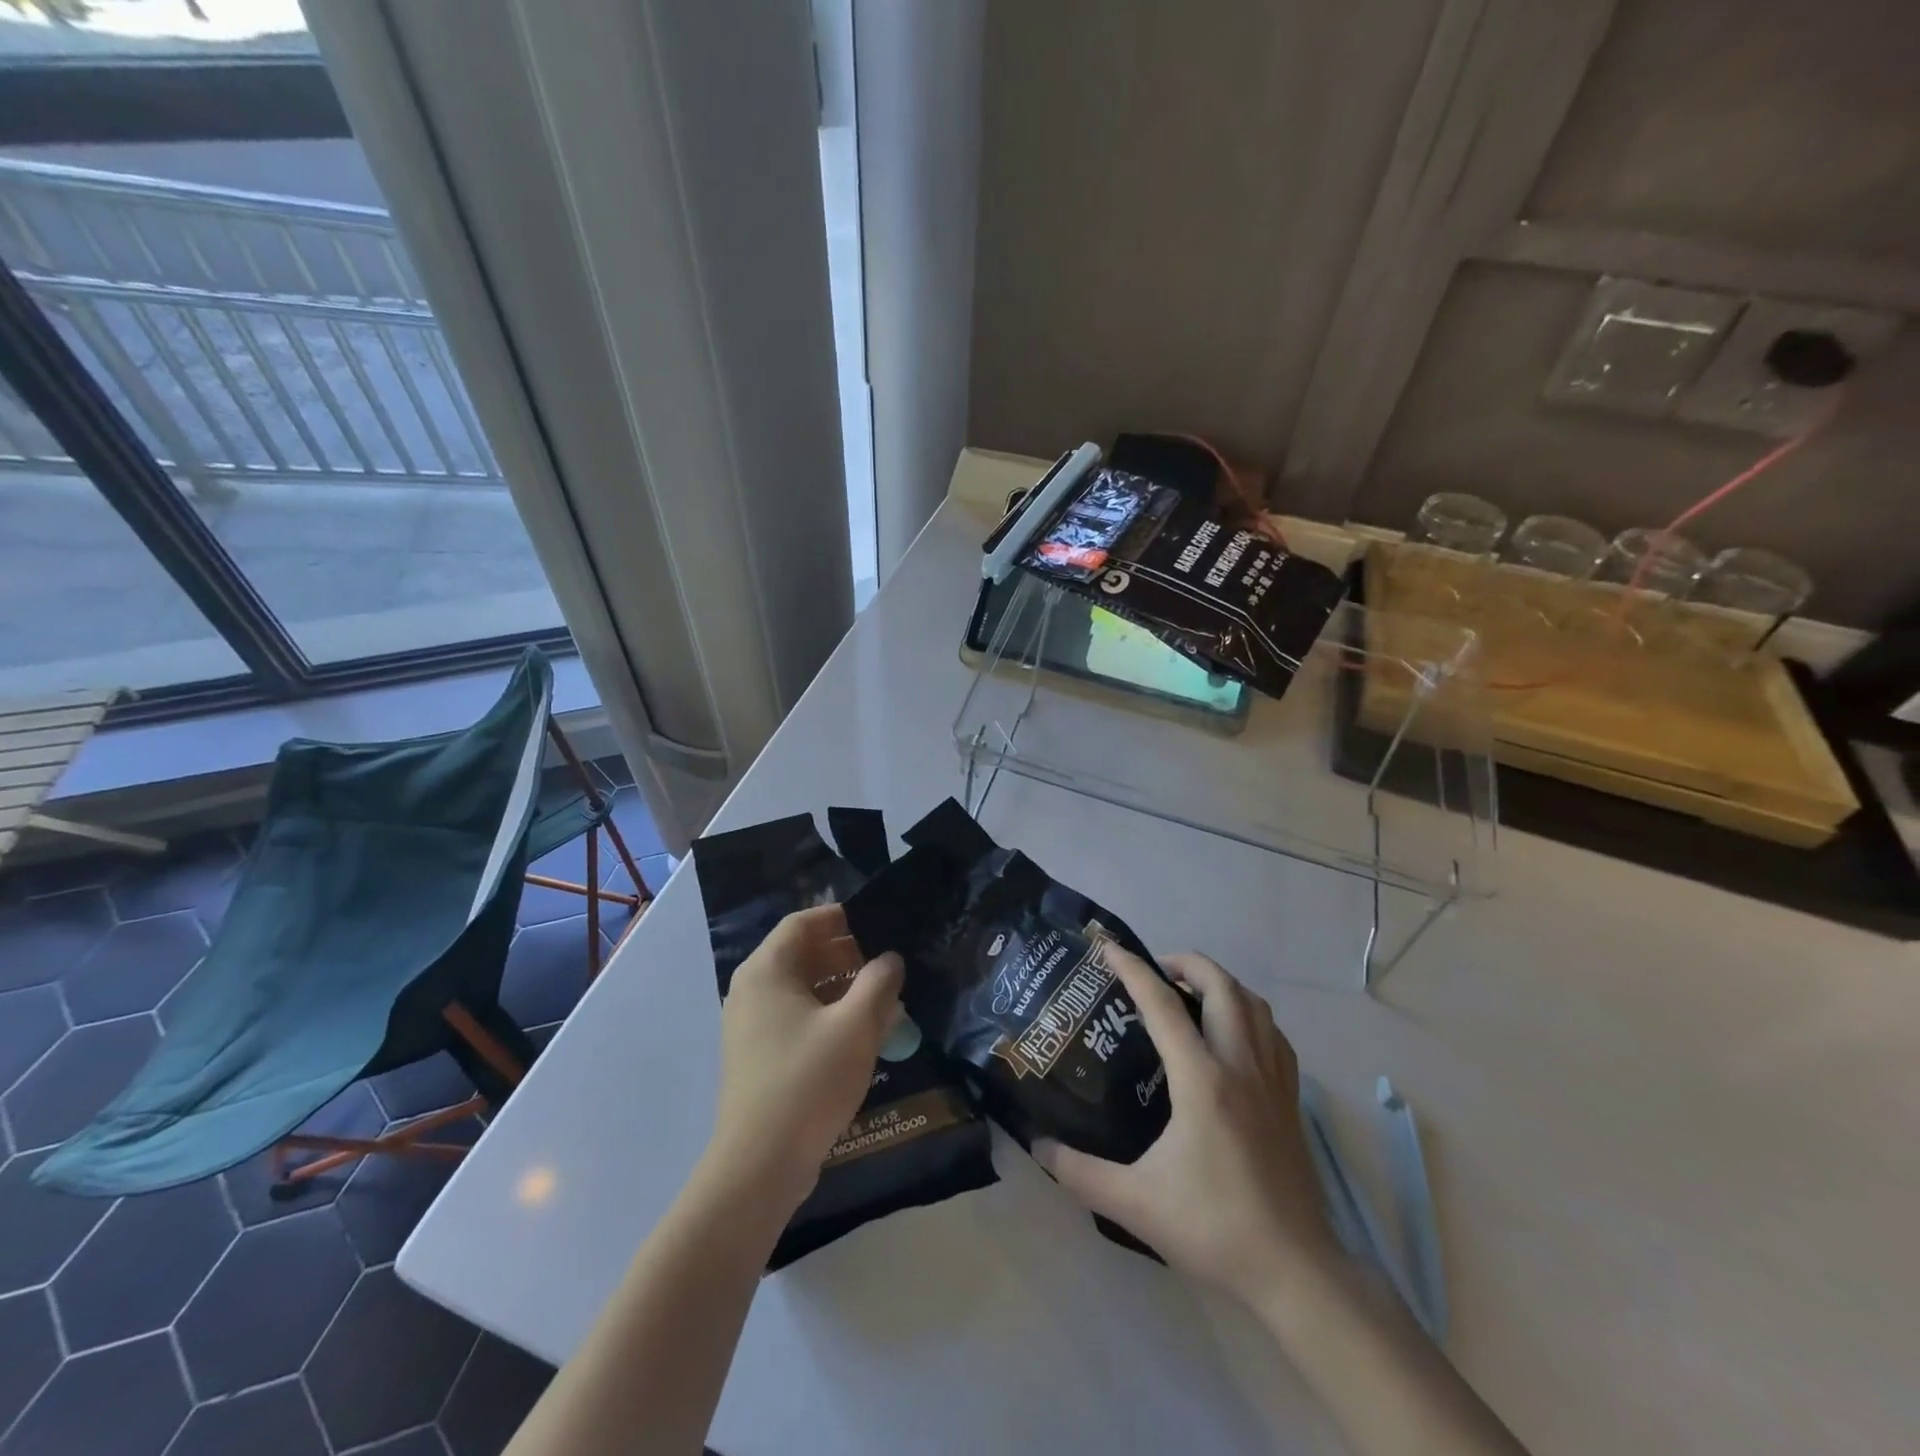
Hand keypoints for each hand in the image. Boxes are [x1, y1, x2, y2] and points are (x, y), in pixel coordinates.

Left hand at [706, 904, 903, 1209]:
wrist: (759, 1165)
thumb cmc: (808, 1082)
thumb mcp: (855, 1026)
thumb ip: (879, 983)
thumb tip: (890, 959)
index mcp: (767, 970)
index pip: (803, 922)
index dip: (840, 918)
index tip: (877, 922)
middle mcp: (752, 990)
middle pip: (801, 954)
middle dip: (846, 954)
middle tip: (887, 963)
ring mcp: (751, 1025)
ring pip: (801, 988)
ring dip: (840, 986)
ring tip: (881, 997)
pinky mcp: (758, 1055)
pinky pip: (795, 1016)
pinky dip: (826, 1013)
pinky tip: (859, 1032)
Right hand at [1033, 946, 1333, 1298]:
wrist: (1296, 1272)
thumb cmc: (1214, 1228)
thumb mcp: (1135, 1203)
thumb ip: (1079, 1172)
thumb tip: (1036, 1145)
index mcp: (1202, 1079)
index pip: (1162, 1004)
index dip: (1132, 969)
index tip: (1108, 947)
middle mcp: (1240, 1065)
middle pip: (1221, 986)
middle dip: (1186, 962)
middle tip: (1154, 970)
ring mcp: (1273, 1081)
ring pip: (1254, 1004)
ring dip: (1221, 984)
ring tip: (1191, 993)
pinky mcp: (1292, 1101)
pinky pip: (1274, 1035)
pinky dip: (1250, 1015)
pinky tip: (1233, 1035)